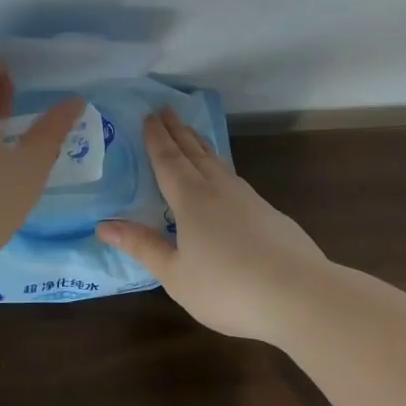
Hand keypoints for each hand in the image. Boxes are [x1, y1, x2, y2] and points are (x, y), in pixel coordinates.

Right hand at [97, 110, 325, 338]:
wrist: (301, 296)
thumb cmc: (228, 288)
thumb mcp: (175, 274)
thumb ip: (142, 246)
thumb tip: (104, 225)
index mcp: (191, 200)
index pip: (168, 161)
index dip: (156, 139)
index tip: (148, 116)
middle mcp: (218, 190)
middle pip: (193, 152)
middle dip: (177, 131)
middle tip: (164, 109)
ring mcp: (248, 199)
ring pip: (217, 162)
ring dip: (199, 144)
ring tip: (190, 132)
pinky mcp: (269, 214)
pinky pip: (234, 177)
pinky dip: (220, 165)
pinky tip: (223, 175)